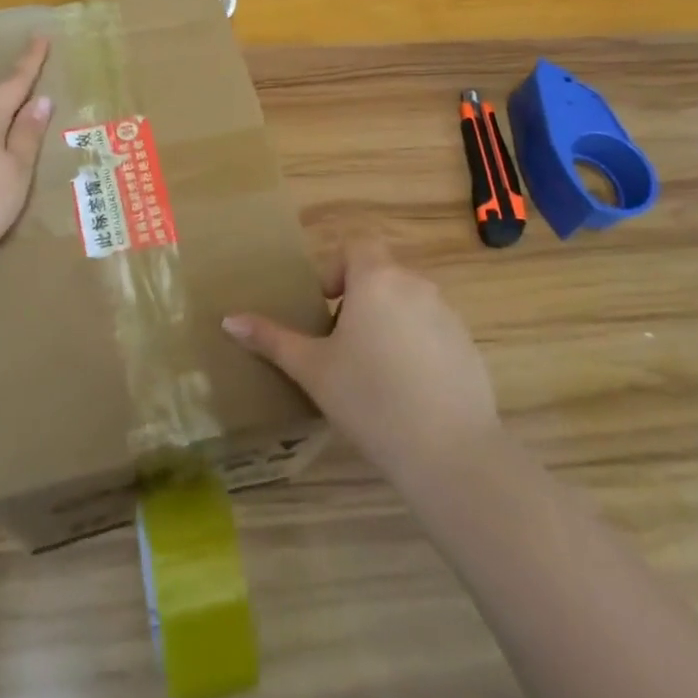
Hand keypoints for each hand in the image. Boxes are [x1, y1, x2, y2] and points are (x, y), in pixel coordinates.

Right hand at [223, 237, 499, 489]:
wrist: (450, 452)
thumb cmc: (370, 399)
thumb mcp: (312, 369)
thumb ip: (271, 339)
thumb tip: (229, 319)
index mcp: (376, 279)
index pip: (357, 244)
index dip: (337, 267)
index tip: (326, 307)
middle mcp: (416, 284)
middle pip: (382, 273)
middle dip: (359, 298)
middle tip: (342, 343)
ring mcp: (448, 314)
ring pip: (408, 301)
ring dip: (388, 320)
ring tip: (373, 369)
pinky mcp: (469, 345)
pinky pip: (433, 329)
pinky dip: (416, 344)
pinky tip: (408, 389)